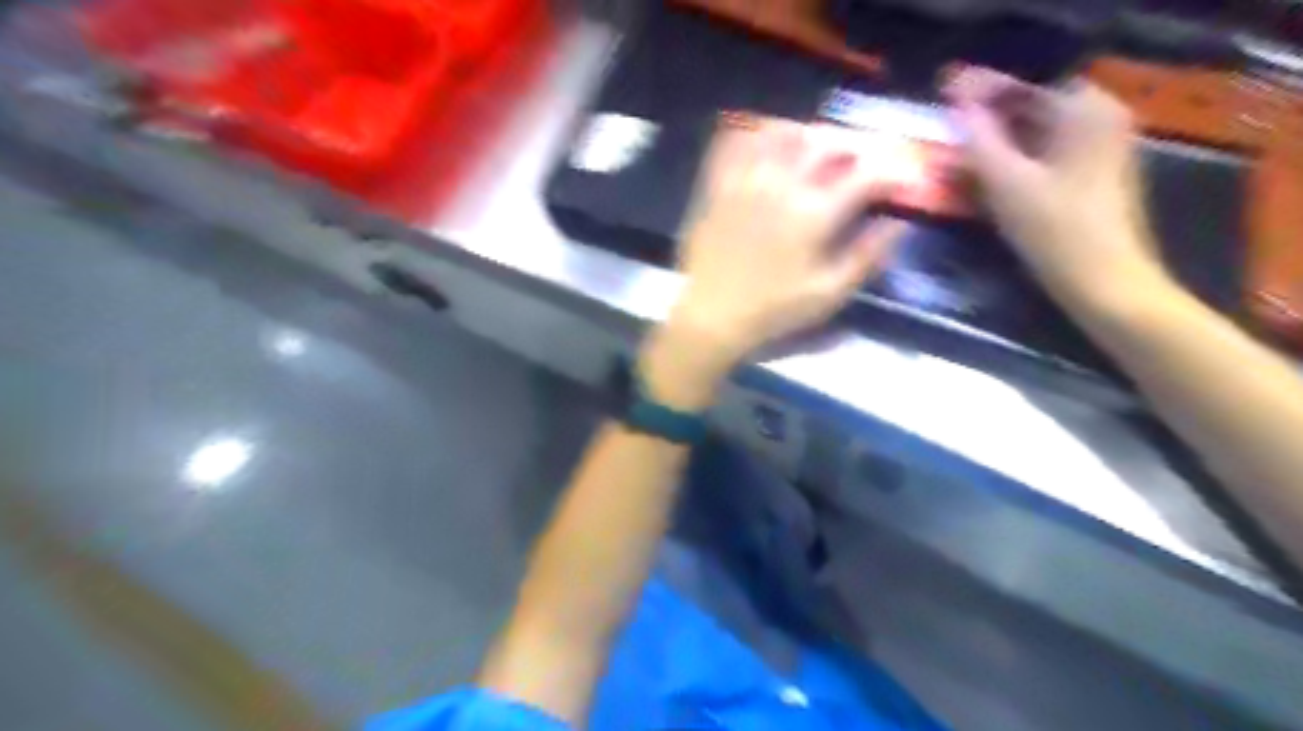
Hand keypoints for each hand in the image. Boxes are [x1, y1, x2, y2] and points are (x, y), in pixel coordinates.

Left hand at [647, 121, 907, 405]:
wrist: (711, 315)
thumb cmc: (774, 310)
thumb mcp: (829, 292)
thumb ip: (868, 255)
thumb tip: (899, 223)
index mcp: (815, 212)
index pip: (866, 174)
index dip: (893, 172)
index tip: (902, 179)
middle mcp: (783, 184)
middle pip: (826, 144)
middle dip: (851, 149)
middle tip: (855, 165)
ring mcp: (746, 180)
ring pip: (781, 133)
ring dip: (805, 135)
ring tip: (812, 150)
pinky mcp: (718, 185)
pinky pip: (735, 142)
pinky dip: (755, 134)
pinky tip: (764, 144)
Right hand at [942, 65, 1177, 311]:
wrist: (1104, 282)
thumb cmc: (1056, 231)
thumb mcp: (1008, 183)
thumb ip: (979, 139)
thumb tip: (956, 104)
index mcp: (1086, 110)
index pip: (1024, 86)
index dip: (981, 90)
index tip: (944, 95)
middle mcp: (1099, 119)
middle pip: (1031, 108)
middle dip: (987, 117)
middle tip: (945, 126)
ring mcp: (1099, 148)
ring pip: (1035, 133)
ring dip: (996, 140)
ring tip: (955, 150)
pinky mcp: (1091, 176)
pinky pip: (1043, 155)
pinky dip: (1013, 159)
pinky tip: (983, 173)